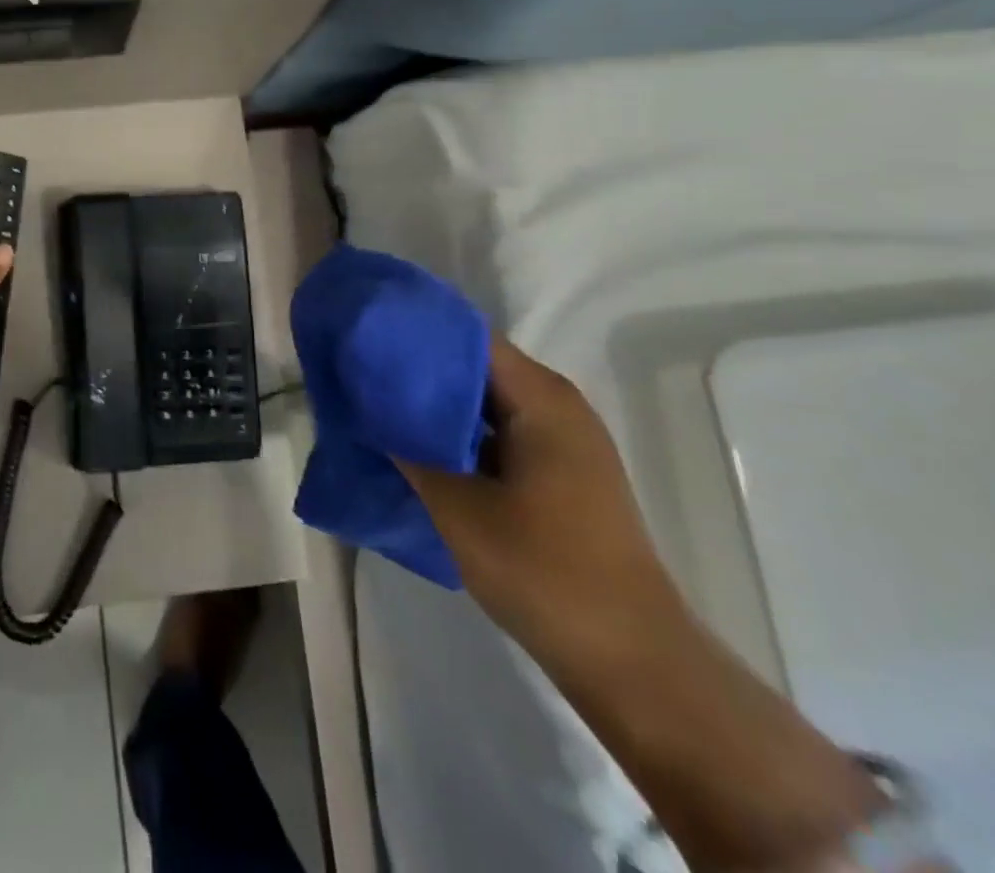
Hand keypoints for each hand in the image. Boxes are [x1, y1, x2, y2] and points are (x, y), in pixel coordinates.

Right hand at [396, 339, 681, 664]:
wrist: (633, 663)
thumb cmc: (545, 572)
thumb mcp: (458, 508)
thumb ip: (408, 450)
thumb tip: (368, 410)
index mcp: (541, 399)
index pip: (467, 337)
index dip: (415, 331)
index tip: (365, 335)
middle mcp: (555, 407)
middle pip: (475, 367)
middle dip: (417, 369)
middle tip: (360, 371)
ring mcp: (560, 442)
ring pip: (484, 403)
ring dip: (434, 405)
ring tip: (376, 405)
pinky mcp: (558, 474)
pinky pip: (497, 433)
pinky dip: (457, 434)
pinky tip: (415, 447)